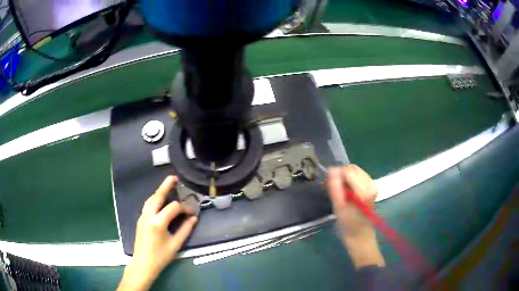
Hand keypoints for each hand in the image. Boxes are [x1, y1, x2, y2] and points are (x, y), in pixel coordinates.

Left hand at [118, 176, 197, 290]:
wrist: (143, 263)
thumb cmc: (161, 256)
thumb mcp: (176, 244)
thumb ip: (185, 229)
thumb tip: (193, 218)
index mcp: (158, 222)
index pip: (173, 207)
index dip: (184, 207)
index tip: (192, 211)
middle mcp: (148, 216)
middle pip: (157, 196)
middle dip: (166, 185)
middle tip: (175, 177)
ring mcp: (142, 216)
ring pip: (150, 199)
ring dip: (159, 191)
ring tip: (168, 185)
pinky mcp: (140, 219)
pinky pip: (148, 205)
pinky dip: (155, 199)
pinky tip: (161, 200)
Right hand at [328, 164, 384, 267]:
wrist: (360, 238)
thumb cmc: (349, 226)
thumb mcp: (339, 208)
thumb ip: (335, 187)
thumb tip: (331, 169)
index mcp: (365, 190)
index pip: (348, 171)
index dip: (336, 175)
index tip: (328, 185)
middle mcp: (371, 184)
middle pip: (352, 169)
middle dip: (340, 176)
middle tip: (331, 189)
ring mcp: (372, 185)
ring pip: (354, 172)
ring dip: (344, 179)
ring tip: (338, 193)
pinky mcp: (370, 188)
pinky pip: (357, 178)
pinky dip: (349, 182)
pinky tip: (345, 193)